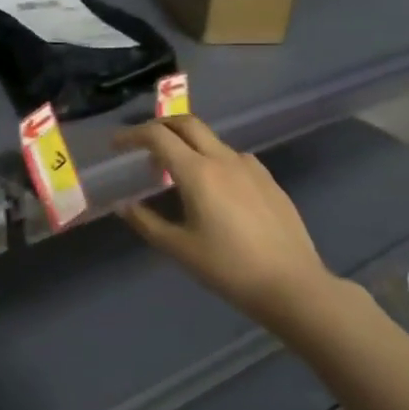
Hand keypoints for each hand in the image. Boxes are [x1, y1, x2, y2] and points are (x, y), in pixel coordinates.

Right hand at [114, 117, 355, 335]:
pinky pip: (233, 158)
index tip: (117, 145)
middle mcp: (224, 159)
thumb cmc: (228, 268)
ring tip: (176, 173)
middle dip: (160, 127)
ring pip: (211, 140)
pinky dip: (212, 159)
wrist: (292, 285)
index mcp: (197, 172)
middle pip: (187, 123)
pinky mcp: (269, 180)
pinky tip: (214, 188)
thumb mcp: (179, 248)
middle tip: (143, 145)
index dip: (132, 135)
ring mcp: (250, 167)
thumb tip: (123, 206)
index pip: (158, 136)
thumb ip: (146, 222)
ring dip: (187, 145)